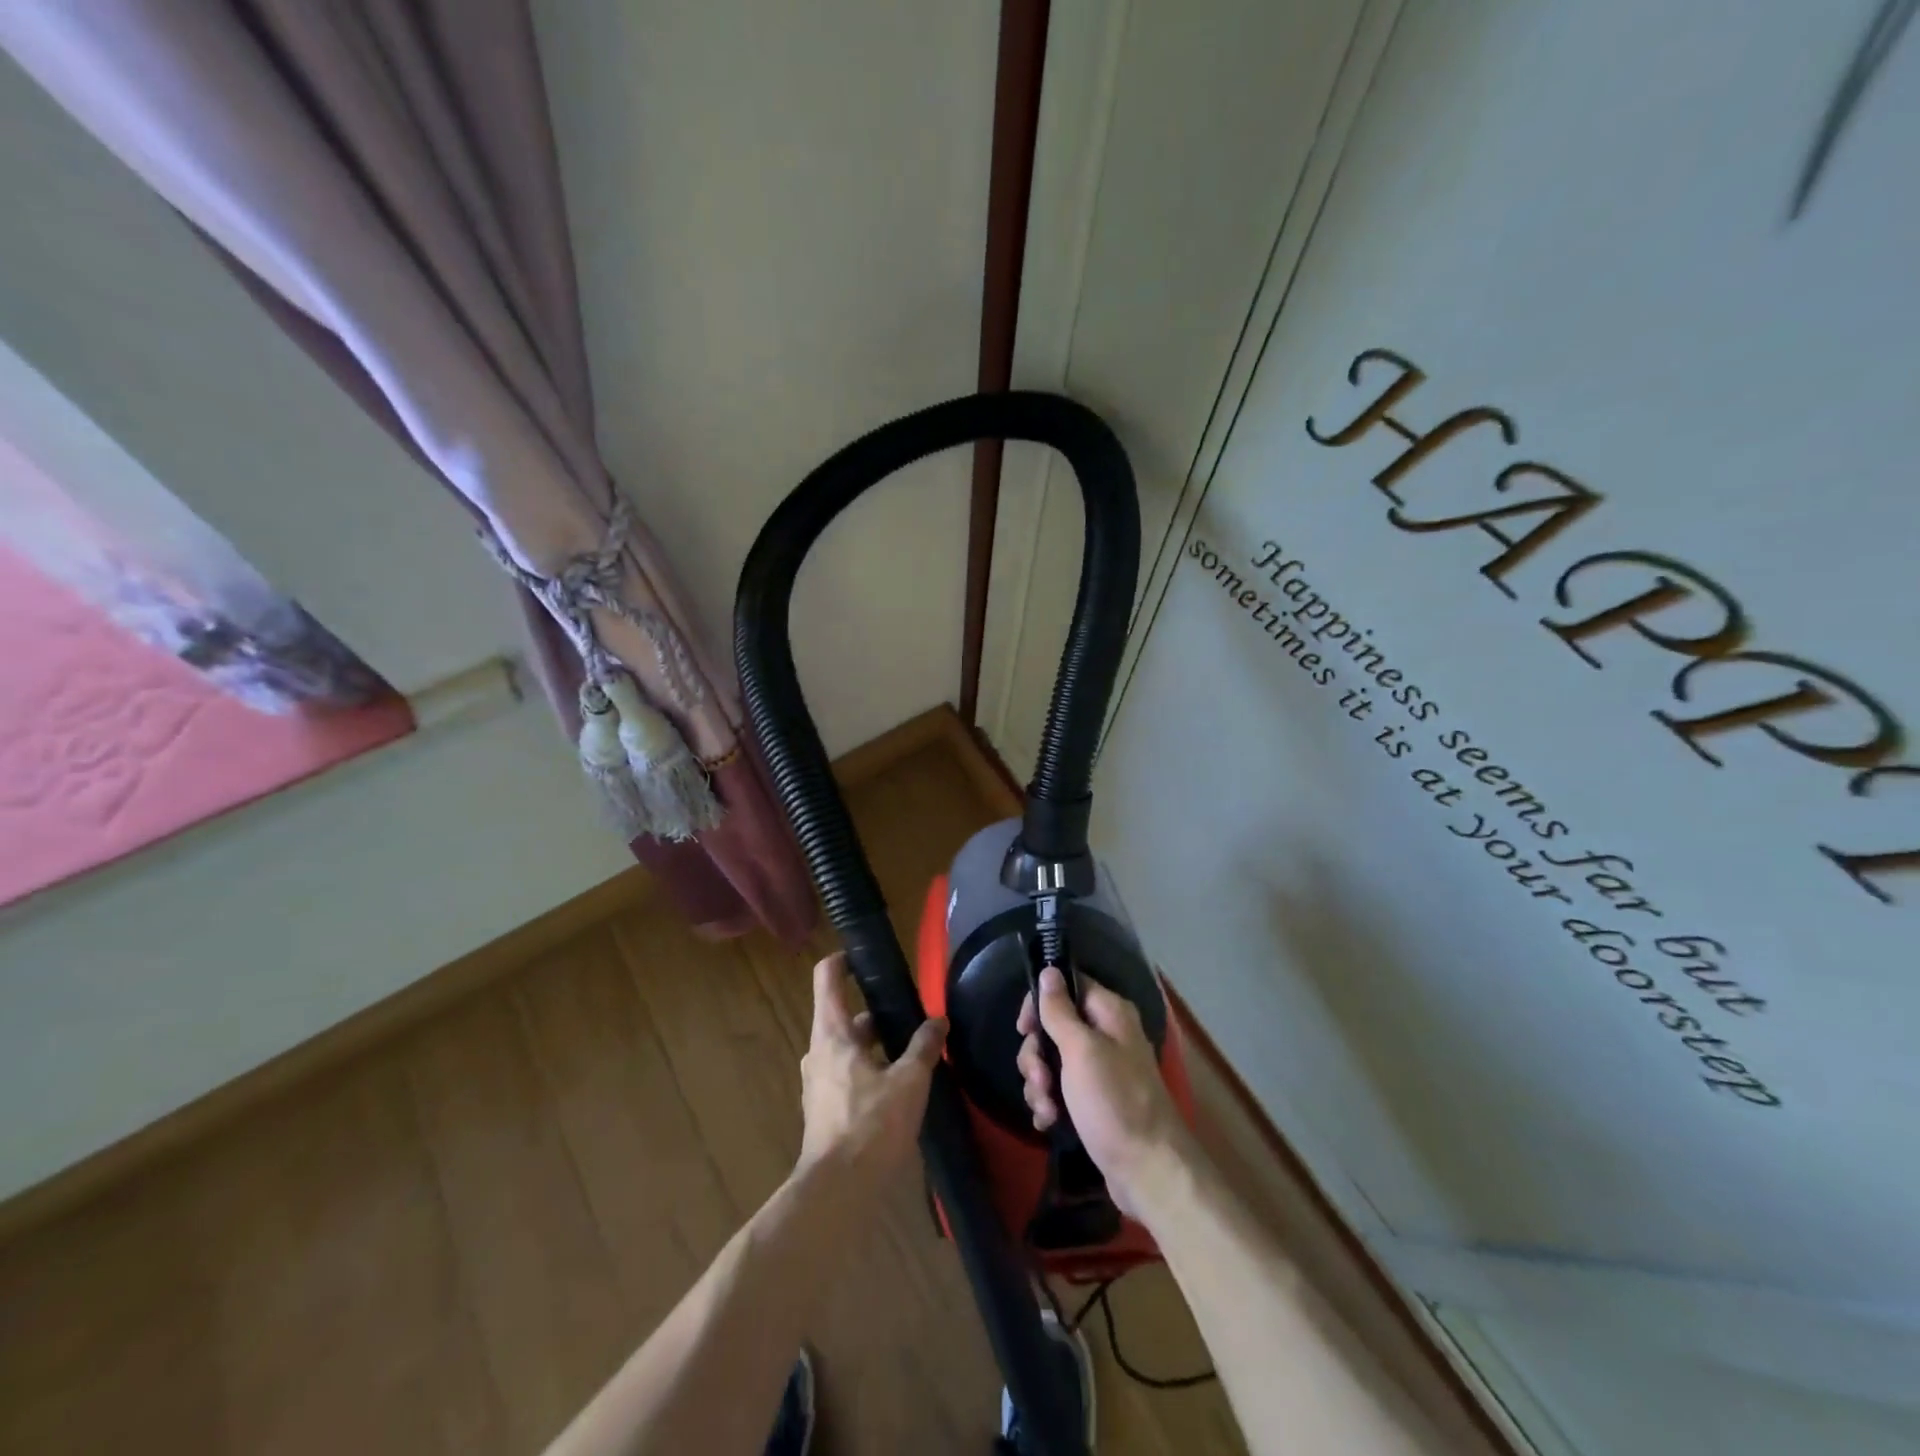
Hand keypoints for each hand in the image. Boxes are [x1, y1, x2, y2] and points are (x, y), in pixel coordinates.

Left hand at [797, 953, 945, 1183]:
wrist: (837, 1191)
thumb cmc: (871, 1124)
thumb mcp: (909, 1081)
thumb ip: (923, 1046)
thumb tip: (938, 1021)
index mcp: (832, 1033)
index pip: (826, 977)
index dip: (843, 960)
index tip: (866, 958)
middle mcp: (819, 1051)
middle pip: (843, 1015)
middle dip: (876, 1014)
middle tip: (910, 1016)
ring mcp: (817, 1082)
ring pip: (847, 1048)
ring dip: (874, 1046)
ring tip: (911, 1054)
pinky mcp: (823, 1110)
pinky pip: (846, 1075)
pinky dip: (868, 1071)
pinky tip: (897, 1090)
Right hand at [1017, 967, 1193, 1221]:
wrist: (1148, 1171)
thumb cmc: (1114, 1102)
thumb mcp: (1081, 1051)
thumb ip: (1060, 1010)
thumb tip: (1049, 970)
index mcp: (1109, 1013)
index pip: (1067, 986)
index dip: (1040, 1003)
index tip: (1024, 1029)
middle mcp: (1106, 1035)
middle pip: (1053, 1027)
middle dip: (1037, 1056)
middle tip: (1041, 1080)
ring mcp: (1100, 1070)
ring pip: (1052, 1061)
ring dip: (1040, 1085)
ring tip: (1047, 1110)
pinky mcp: (1093, 1101)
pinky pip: (1060, 1090)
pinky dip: (1050, 1103)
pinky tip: (1049, 1123)